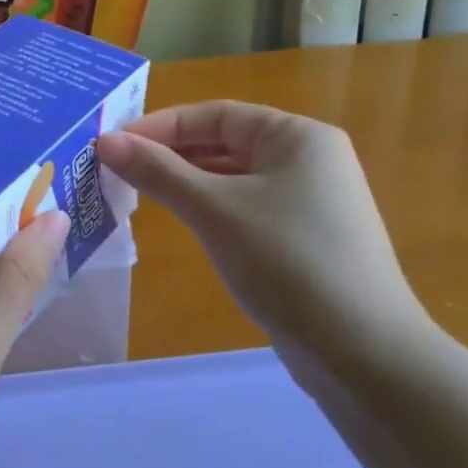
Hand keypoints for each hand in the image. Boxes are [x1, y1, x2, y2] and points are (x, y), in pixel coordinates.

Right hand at [95, 101, 427, 349]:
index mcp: (297, 136)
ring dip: (187, 182)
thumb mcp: (214, 210)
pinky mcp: (305, 238)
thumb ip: (157, 171)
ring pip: (234, 178)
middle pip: (225, 142)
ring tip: (139, 194)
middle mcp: (309, 159)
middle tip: (118, 171)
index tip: (113, 146)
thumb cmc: (286, 262)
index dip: (160, 126)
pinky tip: (184, 223)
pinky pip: (247, 208)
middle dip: (171, 154)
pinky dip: (212, 209)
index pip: (216, 114)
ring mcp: (311, 201)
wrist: (363, 352)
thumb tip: (105, 142)